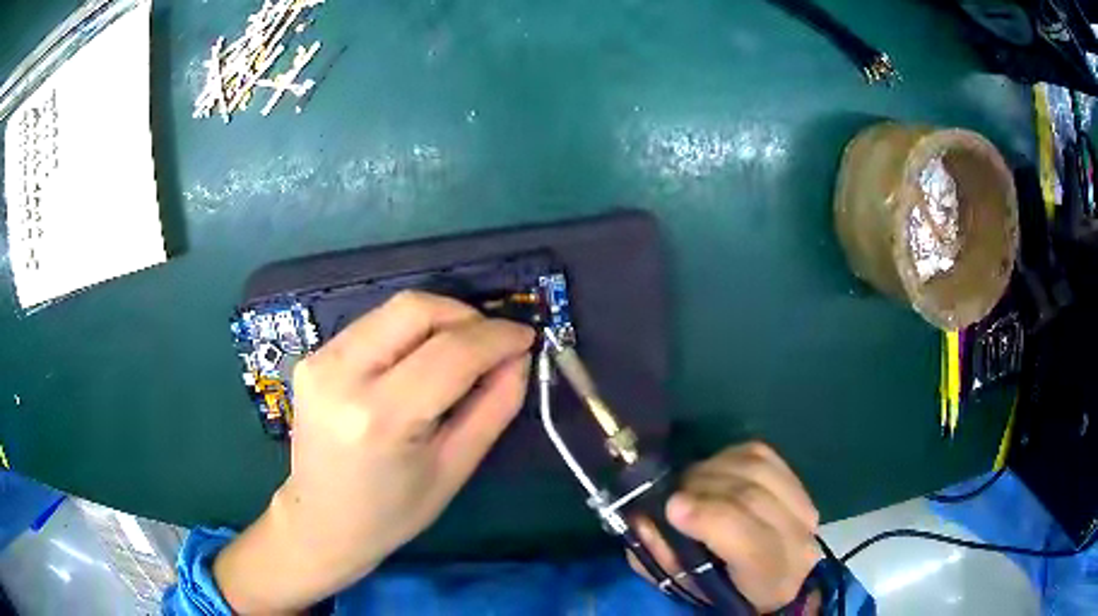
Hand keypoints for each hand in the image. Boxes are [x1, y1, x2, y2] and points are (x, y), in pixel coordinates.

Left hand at [214, 291, 534, 613]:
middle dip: (465, 315)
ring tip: (462, 351)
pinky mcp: (312, 358)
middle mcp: (341, 375)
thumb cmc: (393, 511)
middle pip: (415, 309)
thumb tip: (518, 357)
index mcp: (380, 417)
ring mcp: (319, 361)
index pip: (450, 351)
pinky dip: (409, 332)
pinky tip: (421, 360)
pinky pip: (373, 325)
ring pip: (393, 310)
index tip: (526, 336)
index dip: (497, 336)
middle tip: (492, 342)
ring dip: (439, 320)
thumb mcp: (455, 468)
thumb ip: (494, 406)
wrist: (321, 521)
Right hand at [627, 442, 821, 613]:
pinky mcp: (801, 484)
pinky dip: (731, 455)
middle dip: (703, 486)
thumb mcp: (688, 586)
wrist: (777, 581)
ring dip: (715, 467)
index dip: (709, 516)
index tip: (672, 506)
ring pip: (758, 467)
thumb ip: (663, 556)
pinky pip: (763, 454)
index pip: (749, 541)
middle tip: (672, 491)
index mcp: (770, 578)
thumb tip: (642, 517)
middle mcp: (797, 541)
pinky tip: (715, 469)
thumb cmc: (725, 589)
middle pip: (751, 495)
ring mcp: (804, 507)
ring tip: (691, 482)